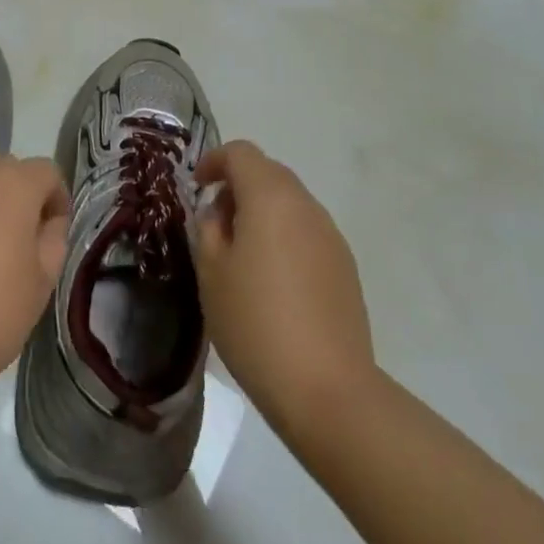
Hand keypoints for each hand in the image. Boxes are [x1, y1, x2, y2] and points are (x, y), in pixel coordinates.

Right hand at [193, 141, 373, 430]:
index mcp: (270, 198)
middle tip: (216, 221)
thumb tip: (220, 212)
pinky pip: (307, 232)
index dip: (215, 161)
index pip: (241, 153)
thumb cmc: (256, 324)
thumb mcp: (212, 273)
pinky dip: (284, 236)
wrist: (327, 389)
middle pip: (269, 173)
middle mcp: (305, 206)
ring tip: (242, 254)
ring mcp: (330, 236)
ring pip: (290, 203)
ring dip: (263, 212)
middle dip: (239, 185)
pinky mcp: (345, 267)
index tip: (197, 186)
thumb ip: (210, 229)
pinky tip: (273, 280)